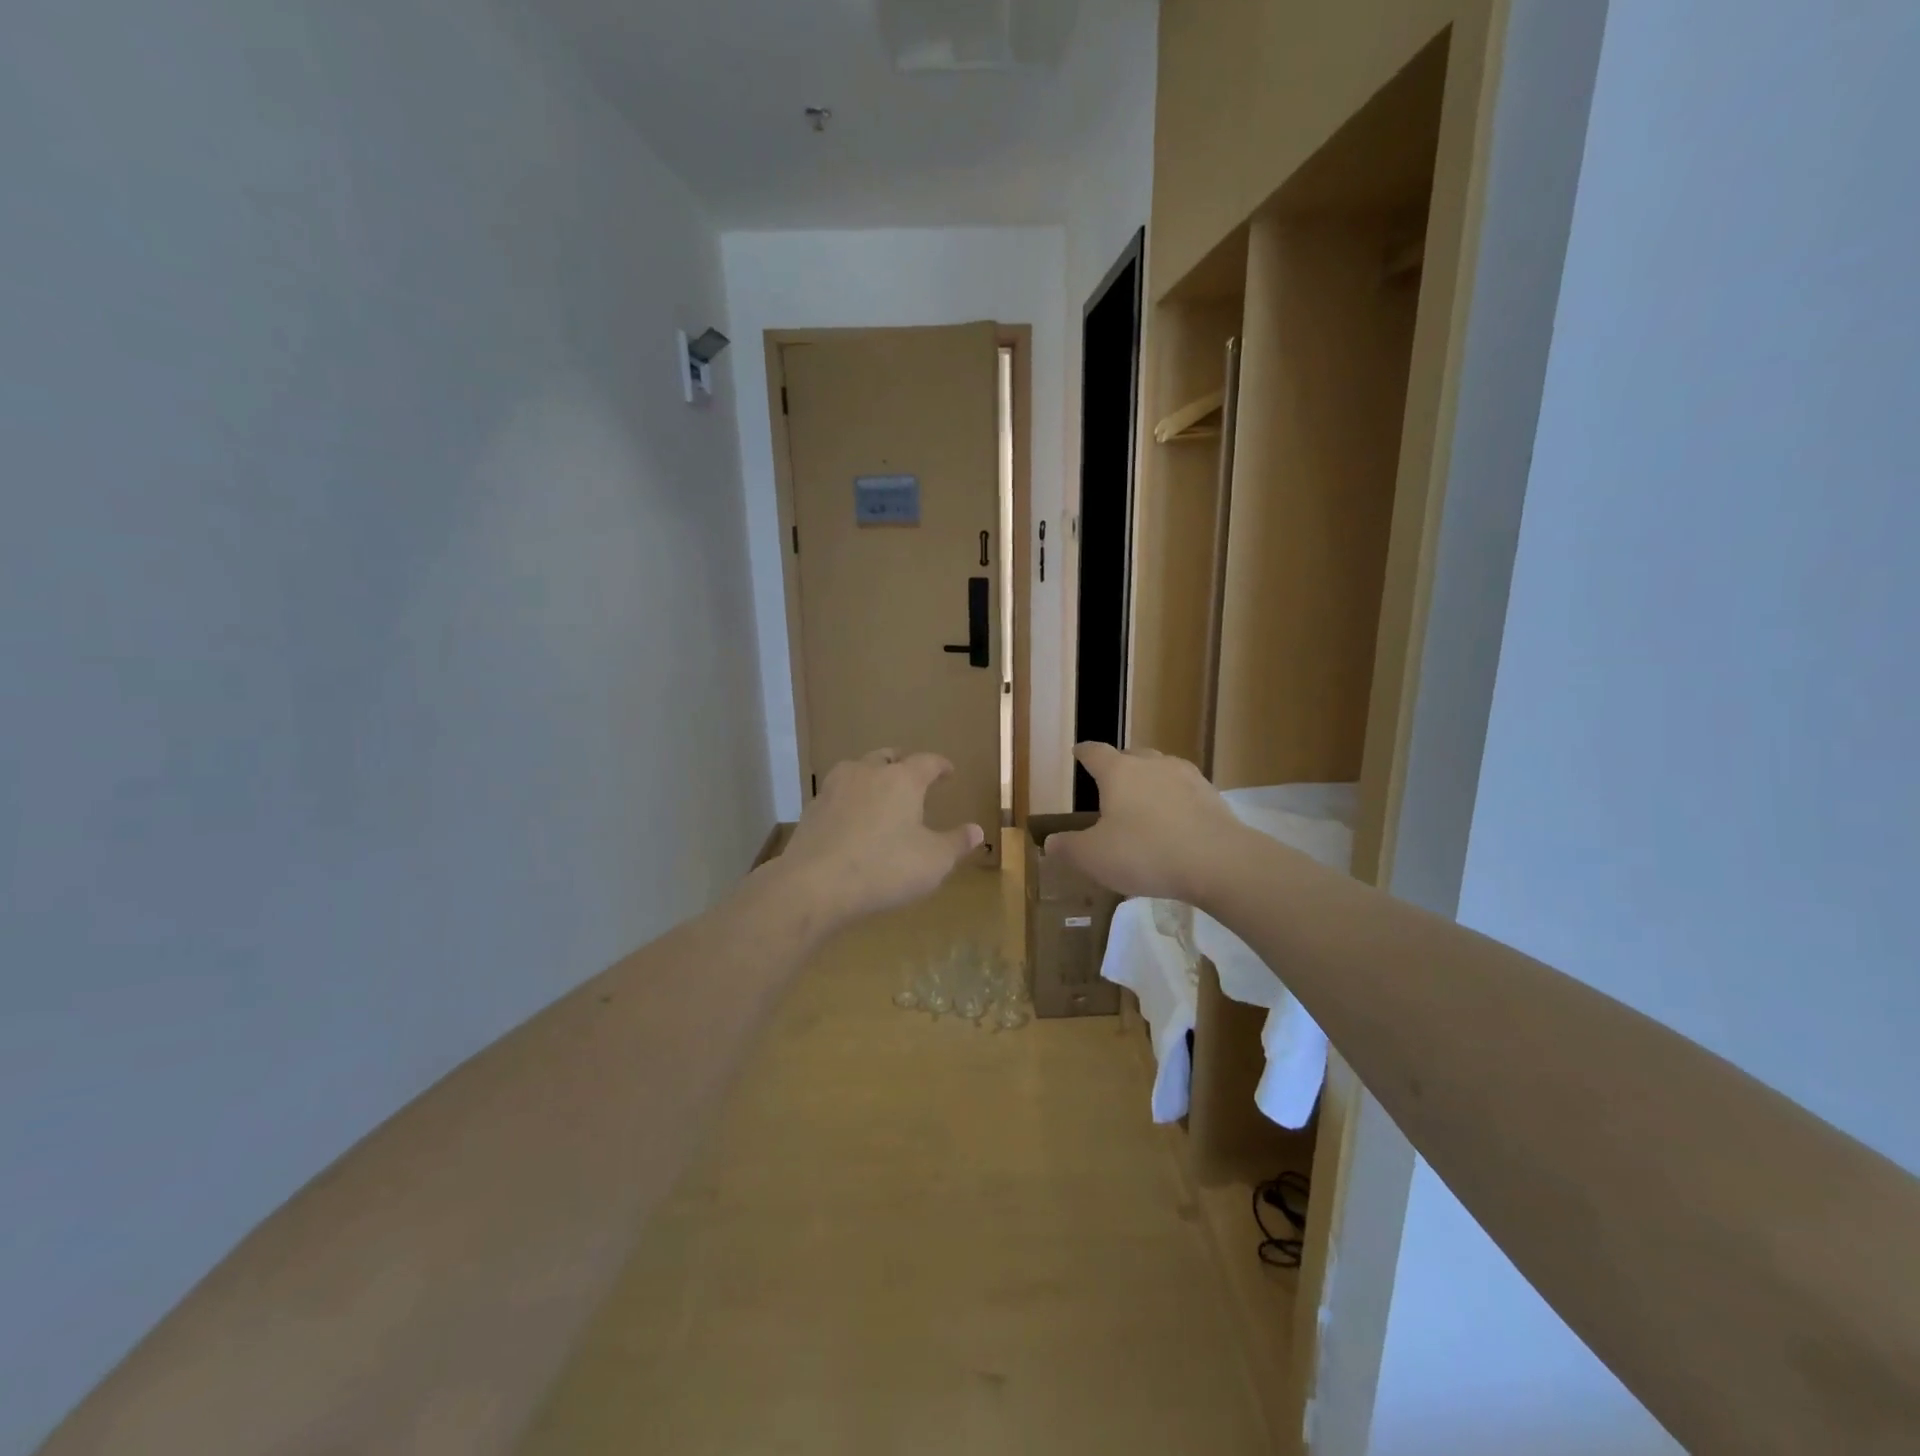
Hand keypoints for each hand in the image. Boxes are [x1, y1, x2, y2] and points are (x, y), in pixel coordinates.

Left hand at [777, 749, 984, 924]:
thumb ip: (956, 843)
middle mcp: (867, 773)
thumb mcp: (933, 862)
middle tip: (912, 774)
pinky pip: (837, 795)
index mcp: (903, 780)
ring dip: (871, 776)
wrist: (814, 884)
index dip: (940, 765)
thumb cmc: (885, 868)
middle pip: (888, 757)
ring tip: (879, 793)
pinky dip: (849, 800)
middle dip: (902, 763)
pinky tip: (851, 819)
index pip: (927, 761)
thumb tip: (977, 830)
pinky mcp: (812, 809)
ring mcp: (835, 788)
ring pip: (857, 770)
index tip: (948, 772)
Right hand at [1044, 743, 1246, 903]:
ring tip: (1144, 803)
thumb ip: (1069, 848)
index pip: (1095, 752)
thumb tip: (1051, 842)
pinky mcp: (1212, 796)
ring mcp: (1186, 777)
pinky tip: (1175, 822)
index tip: (1078, 752)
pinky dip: (1175, 801)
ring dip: (1150, 782)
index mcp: (1118, 772)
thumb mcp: (1094, 857)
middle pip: (1131, 755)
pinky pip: (1185, 791)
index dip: (1084, 753)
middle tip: (1111, 784)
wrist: (1218, 862)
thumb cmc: (1145, 853)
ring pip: (1161, 770)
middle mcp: (1152, 764)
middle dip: (1119, 766)